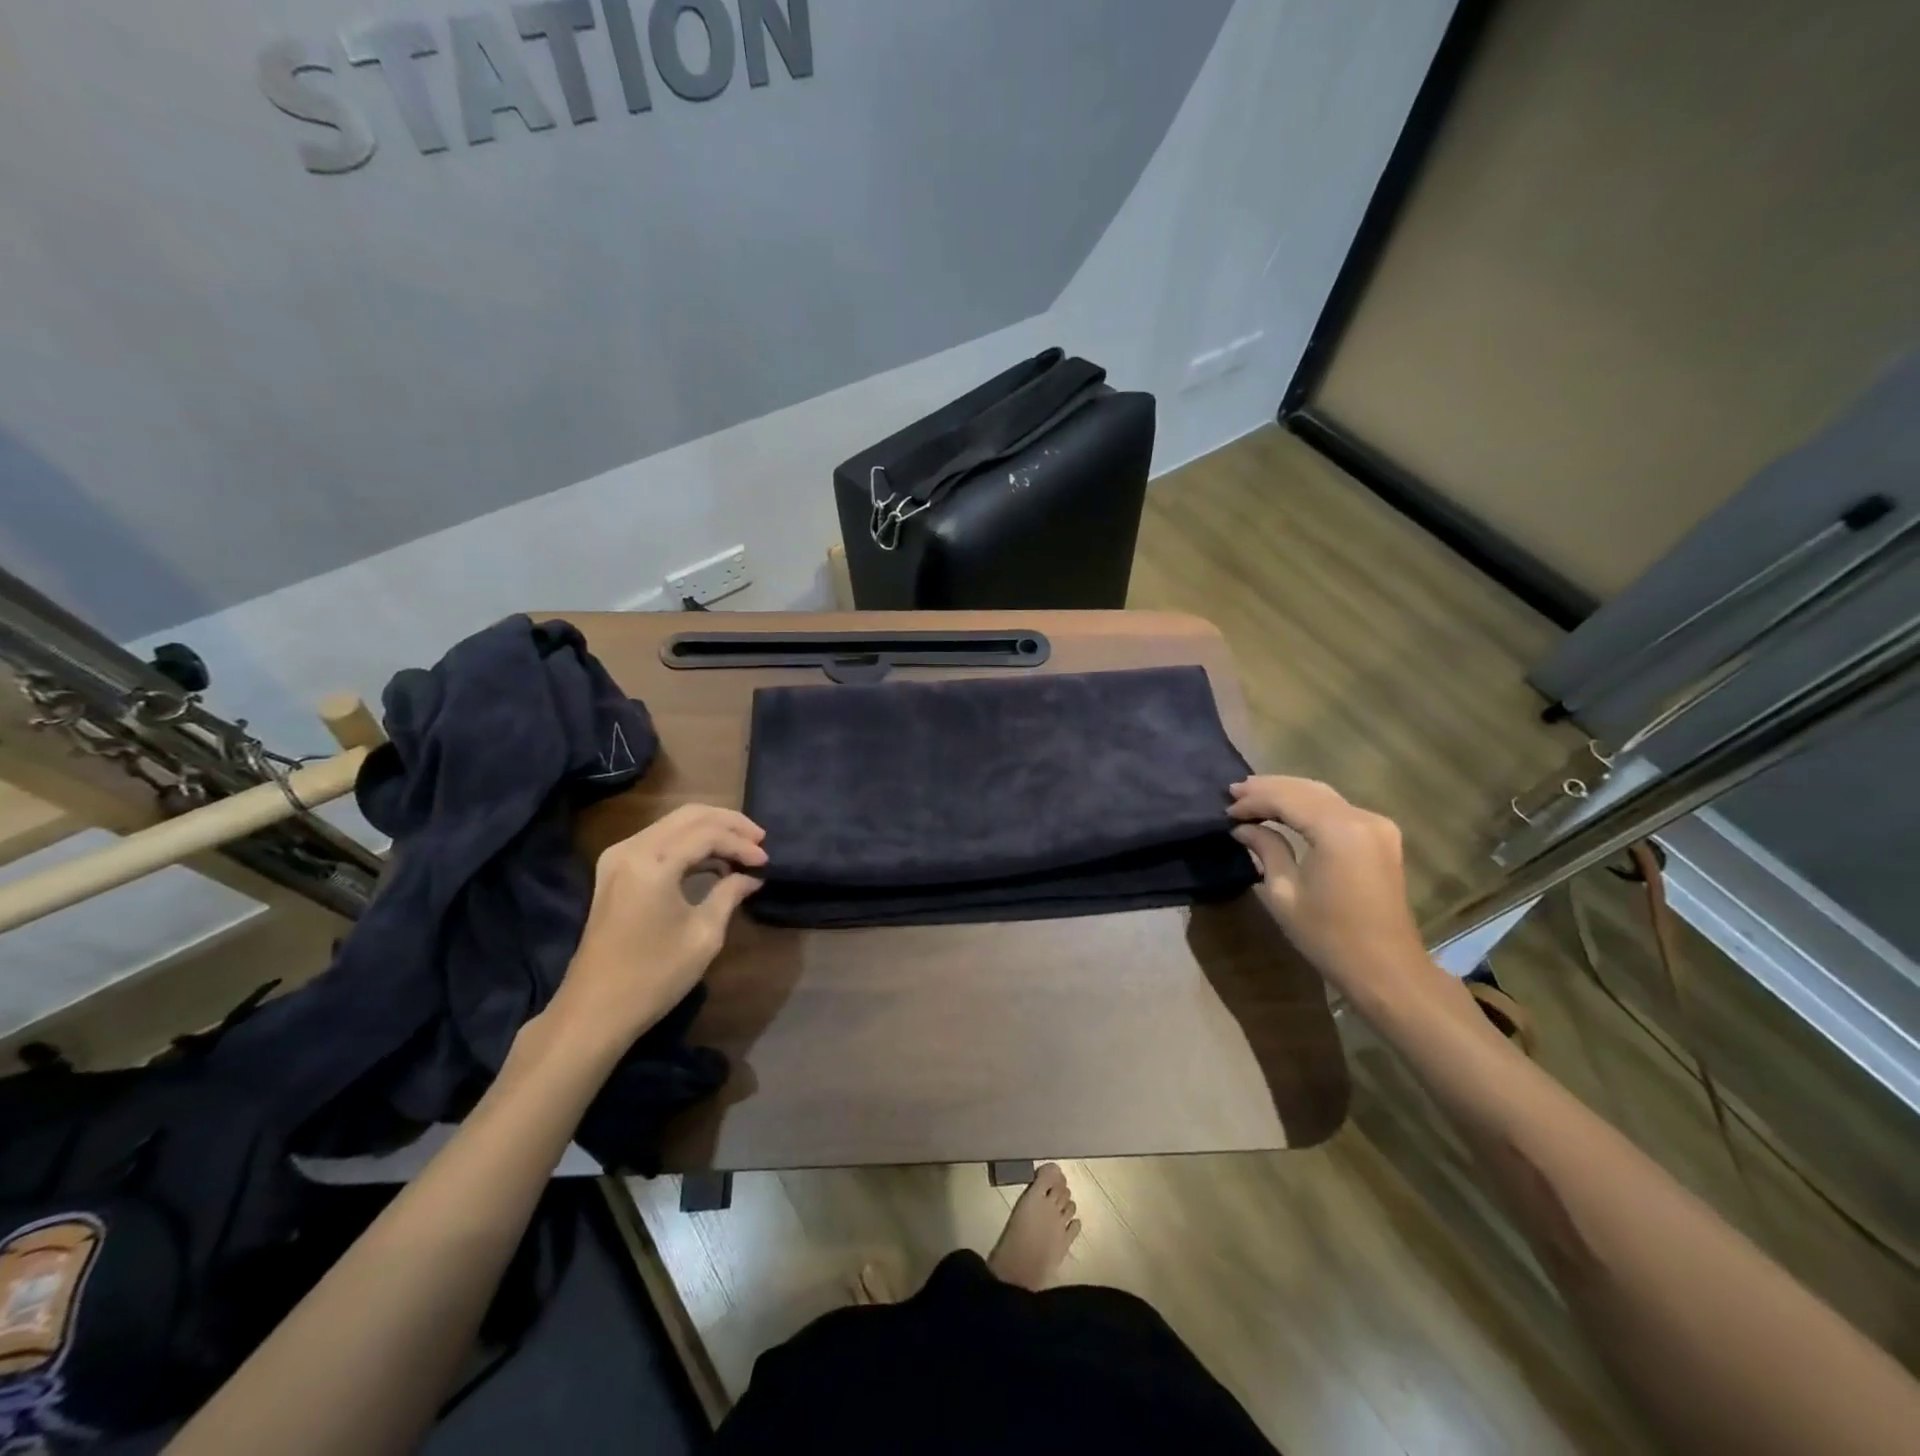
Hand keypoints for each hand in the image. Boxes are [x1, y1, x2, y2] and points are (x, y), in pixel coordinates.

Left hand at [547, 804, 766, 1048]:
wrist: (594, 1011)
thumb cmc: (654, 976)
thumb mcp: (703, 935)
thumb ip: (729, 895)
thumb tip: (750, 877)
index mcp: (653, 863)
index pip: (708, 833)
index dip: (741, 844)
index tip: (766, 862)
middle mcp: (631, 849)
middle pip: (689, 815)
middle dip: (729, 823)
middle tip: (759, 840)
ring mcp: (617, 858)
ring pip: (673, 823)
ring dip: (710, 830)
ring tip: (741, 849)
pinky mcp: (613, 871)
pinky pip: (658, 839)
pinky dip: (688, 843)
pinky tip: (712, 859)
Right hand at [1228, 776, 1439, 1016]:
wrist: (1386, 969)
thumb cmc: (1329, 936)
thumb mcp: (1284, 893)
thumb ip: (1266, 850)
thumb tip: (1244, 828)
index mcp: (1338, 830)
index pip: (1287, 798)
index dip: (1254, 800)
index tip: (1226, 810)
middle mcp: (1361, 818)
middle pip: (1307, 789)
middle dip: (1269, 789)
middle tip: (1233, 792)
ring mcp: (1377, 825)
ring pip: (1323, 795)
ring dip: (1288, 793)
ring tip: (1253, 796)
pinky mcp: (1382, 837)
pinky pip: (1338, 808)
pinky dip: (1309, 805)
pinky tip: (1287, 809)